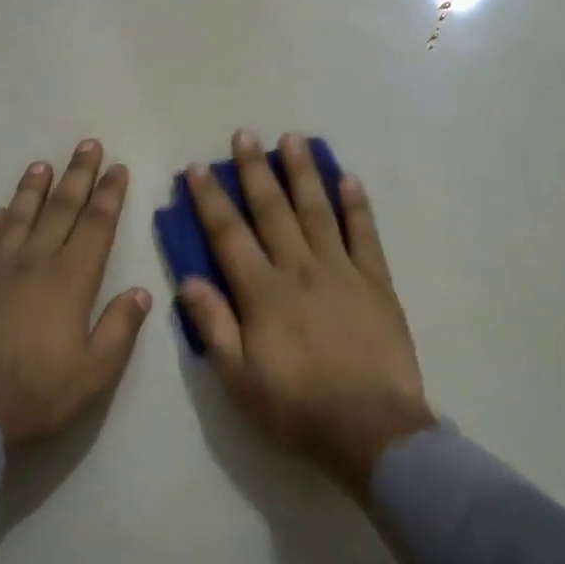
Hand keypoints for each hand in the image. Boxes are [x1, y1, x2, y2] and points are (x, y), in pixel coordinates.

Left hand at [0, 141, 151, 448]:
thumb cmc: (39, 395)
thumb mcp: (96, 372)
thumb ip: (120, 328)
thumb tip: (140, 291)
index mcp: (70, 282)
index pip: (95, 226)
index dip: (108, 194)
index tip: (117, 167)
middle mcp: (33, 265)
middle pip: (59, 210)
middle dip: (77, 175)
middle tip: (87, 145)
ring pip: (17, 219)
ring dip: (32, 190)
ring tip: (42, 165)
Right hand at [179, 131, 434, 497]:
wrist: (370, 428)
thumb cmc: (297, 408)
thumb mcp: (239, 379)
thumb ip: (214, 326)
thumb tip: (188, 280)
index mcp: (262, 293)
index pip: (229, 235)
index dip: (210, 200)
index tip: (196, 168)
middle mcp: (300, 269)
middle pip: (273, 210)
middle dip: (255, 171)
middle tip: (244, 135)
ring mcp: (342, 271)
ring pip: (318, 210)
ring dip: (303, 173)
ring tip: (293, 138)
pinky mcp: (376, 282)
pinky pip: (365, 234)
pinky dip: (357, 205)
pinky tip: (348, 179)